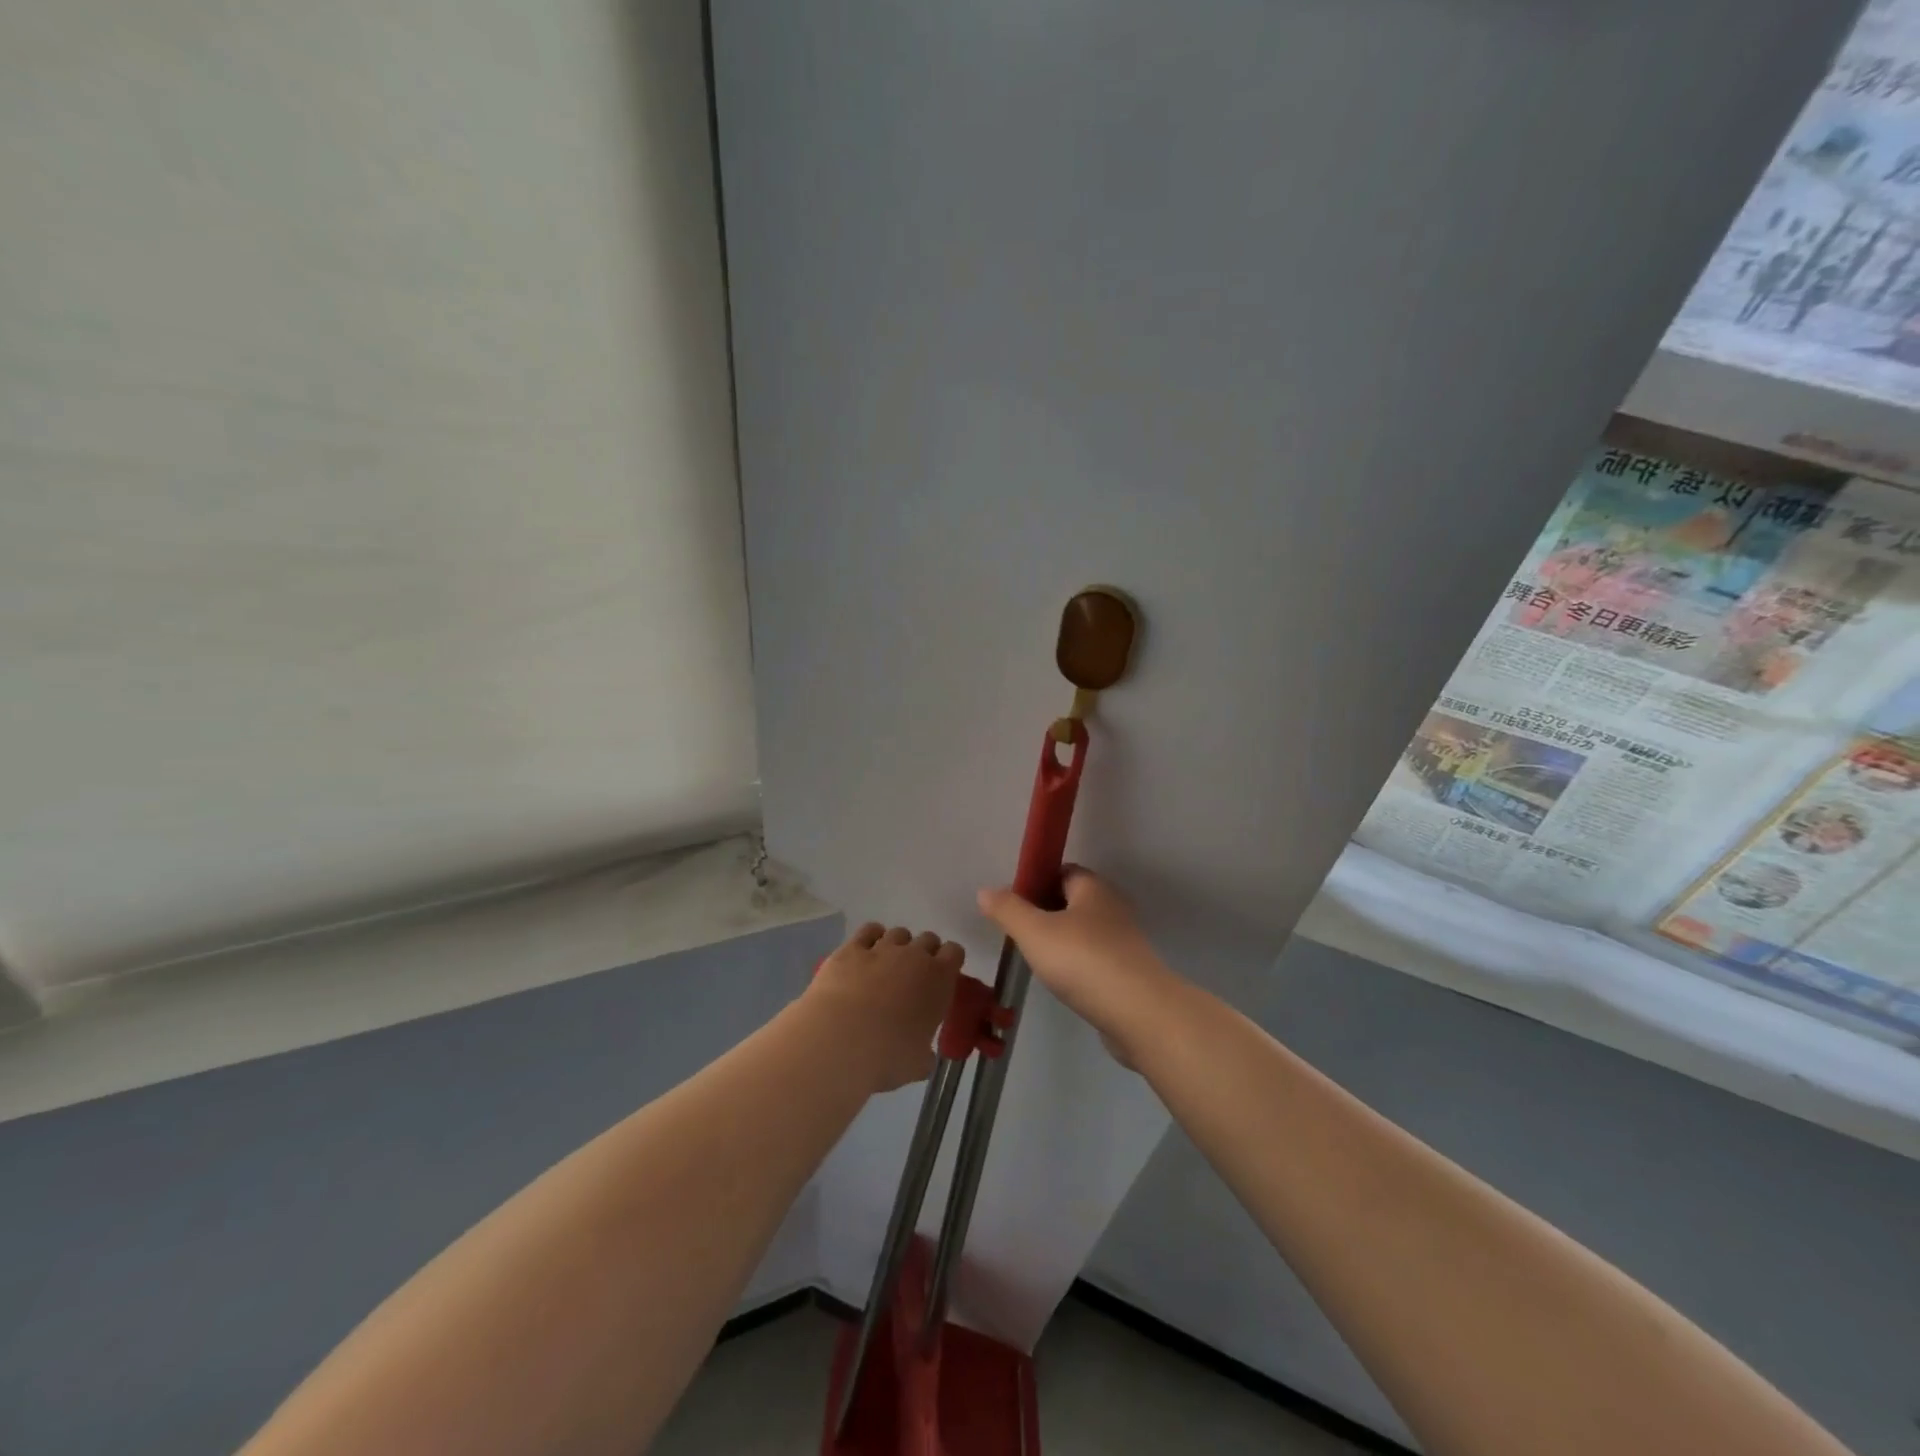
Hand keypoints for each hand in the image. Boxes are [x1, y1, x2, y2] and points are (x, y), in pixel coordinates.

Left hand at [804, 923, 964, 1092]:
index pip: (955, 952)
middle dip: (924, 952)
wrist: (840, 1040)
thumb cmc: (888, 1056)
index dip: (950, 961)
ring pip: (898, 933)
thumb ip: (924, 1054)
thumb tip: (923, 1057)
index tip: (943, 976)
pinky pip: (868, 931)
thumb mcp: (917, 1063)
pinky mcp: (851, 949)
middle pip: (928, 938)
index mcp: (939, 979)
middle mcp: (914, 956)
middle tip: (915, 975)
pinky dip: (870, 937)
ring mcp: (882, 948)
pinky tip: (866, 951)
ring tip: (887, 965)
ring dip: (898, 945)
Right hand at [976, 868, 1176, 1064]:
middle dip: (1045, 913)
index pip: (1062, 871)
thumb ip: (1008, 910)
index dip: (1036, 882)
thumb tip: (985, 891)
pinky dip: (1077, 965)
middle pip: (1072, 901)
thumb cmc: (1083, 961)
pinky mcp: (1129, 972)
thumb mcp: (1034, 932)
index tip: (1013, 904)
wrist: (1139, 1014)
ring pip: (1084, 932)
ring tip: (1036, 960)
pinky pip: (1095, 959)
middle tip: (1019, 934)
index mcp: (1093, 888)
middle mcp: (1113, 907)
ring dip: (1061, 942)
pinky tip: (1062, 982)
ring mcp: (1124, 941)